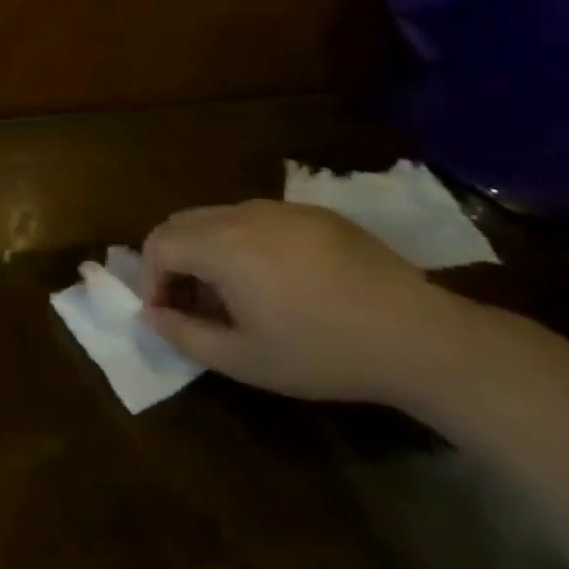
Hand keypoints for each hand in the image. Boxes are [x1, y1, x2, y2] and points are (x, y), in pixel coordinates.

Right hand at [141, 200, 479, 404]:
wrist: (418, 337)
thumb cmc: (322, 352)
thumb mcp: (244, 360)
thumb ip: (184, 335)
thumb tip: (152, 315)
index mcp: (222, 245)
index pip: (158, 243)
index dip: (150, 279)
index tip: (167, 315)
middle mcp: (245, 214)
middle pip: (182, 222)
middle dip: (172, 260)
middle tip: (190, 303)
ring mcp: (282, 209)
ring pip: (218, 217)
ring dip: (206, 250)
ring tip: (231, 294)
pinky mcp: (314, 214)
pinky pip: (257, 218)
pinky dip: (242, 242)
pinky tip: (275, 281)